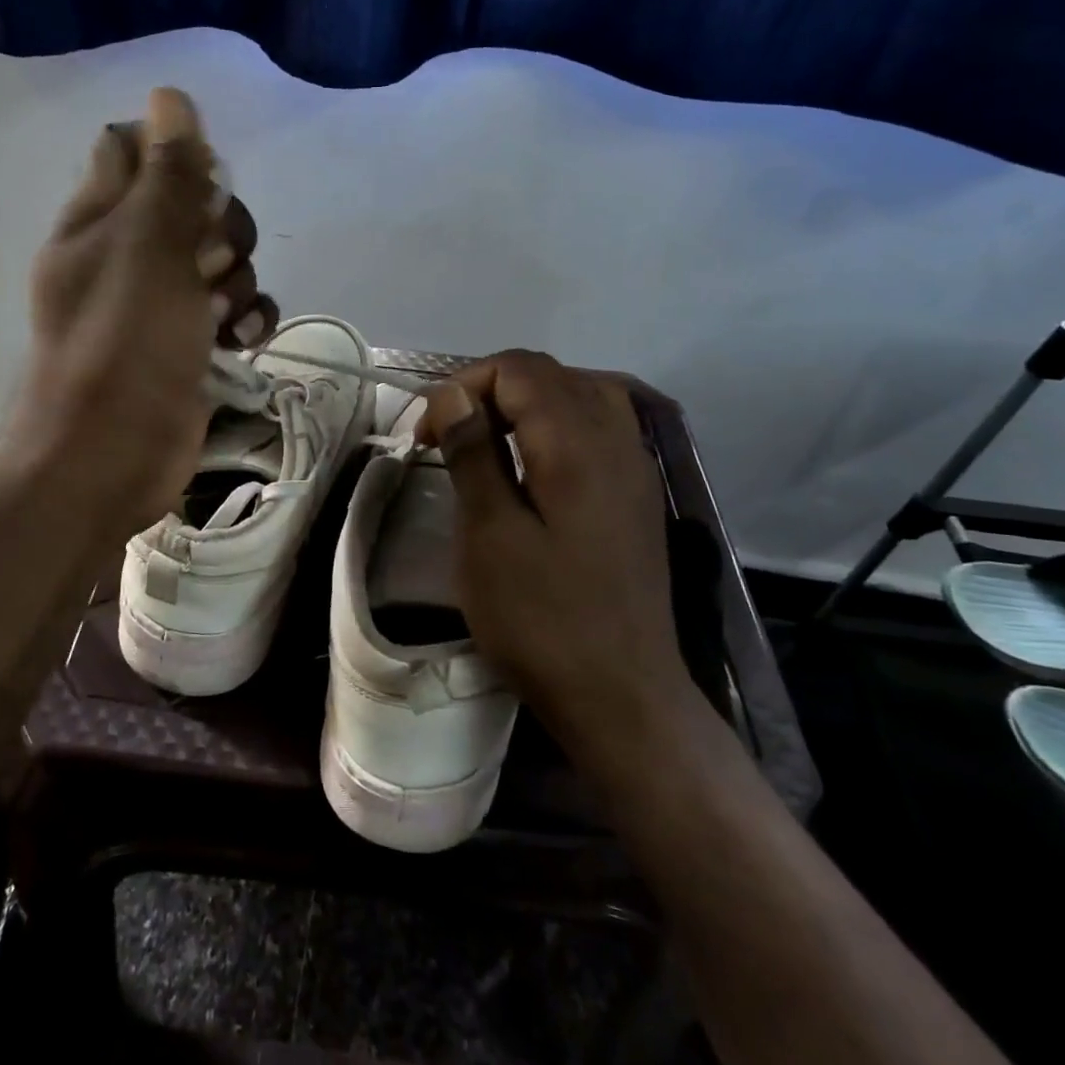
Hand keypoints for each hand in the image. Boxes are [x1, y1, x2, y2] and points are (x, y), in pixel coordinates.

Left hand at [3, 87, 275, 536]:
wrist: (110, 457)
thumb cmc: (123, 346)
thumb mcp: (148, 248)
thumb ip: (167, 176)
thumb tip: (171, 96)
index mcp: (98, 220)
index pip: (133, 150)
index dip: (175, 155)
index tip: (202, 184)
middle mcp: (128, 255)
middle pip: (194, 206)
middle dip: (222, 227)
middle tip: (210, 262)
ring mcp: (161, 304)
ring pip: (221, 261)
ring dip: (239, 280)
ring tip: (222, 316)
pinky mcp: (191, 346)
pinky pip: (233, 311)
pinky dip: (246, 320)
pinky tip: (243, 340)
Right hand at [417, 352, 702, 759]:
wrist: (622, 695)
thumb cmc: (541, 620)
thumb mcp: (489, 535)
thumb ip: (473, 453)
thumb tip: (453, 395)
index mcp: (576, 443)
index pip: (518, 369)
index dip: (463, 386)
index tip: (427, 436)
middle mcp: (616, 437)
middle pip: (550, 374)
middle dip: (489, 390)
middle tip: (448, 437)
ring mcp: (635, 464)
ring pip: (579, 392)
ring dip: (525, 403)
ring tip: (488, 440)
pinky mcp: (638, 492)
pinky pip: (601, 424)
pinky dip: (558, 422)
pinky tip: (535, 459)